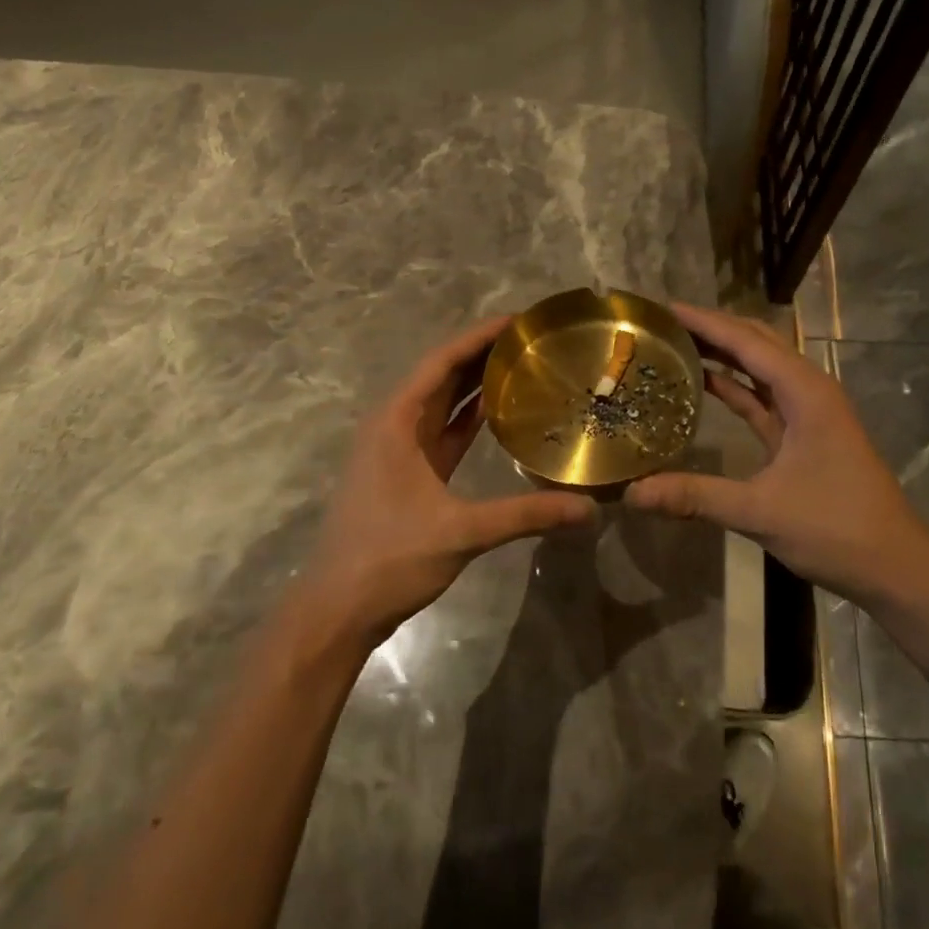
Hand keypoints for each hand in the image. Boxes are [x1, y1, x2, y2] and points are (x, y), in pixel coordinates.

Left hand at [301, 316, 596, 648]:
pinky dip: (470, 416)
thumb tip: (588, 509)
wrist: (340, 608)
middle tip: (533, 339)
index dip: (479, 336)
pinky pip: (444, 430)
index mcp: (396, 421)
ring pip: (442, 402)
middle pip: (442, 375)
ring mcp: (400, 449)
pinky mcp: (409, 472)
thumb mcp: (462, 532)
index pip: (442, 362)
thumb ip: (526, 515)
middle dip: (483, 353)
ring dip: (477, 382)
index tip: (520, 320)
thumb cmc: (390, 558)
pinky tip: (502, 411)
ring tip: (524, 364)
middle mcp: (394, 425)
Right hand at [623, 303, 928, 611]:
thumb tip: (632, 492)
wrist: (894, 567)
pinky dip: (732, 388)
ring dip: (721, 354)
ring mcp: (807, 413)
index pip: (746, 341)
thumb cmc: (835, 528)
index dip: (704, 321)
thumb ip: (695, 496)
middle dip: (711, 329)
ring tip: (673, 344)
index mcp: (805, 392)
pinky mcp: (802, 436)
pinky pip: (761, 399)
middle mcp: (808, 391)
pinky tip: (701, 385)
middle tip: (661, 324)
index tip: (661, 308)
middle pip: (755, 344)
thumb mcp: (760, 511)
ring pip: (759, 369)